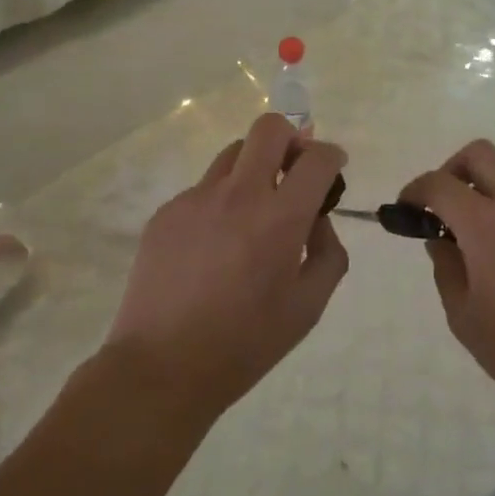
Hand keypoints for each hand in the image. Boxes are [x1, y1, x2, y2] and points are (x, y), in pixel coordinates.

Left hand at [104, 113, 348, 424]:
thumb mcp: (308, 307)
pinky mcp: (166, 212)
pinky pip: (203, 190)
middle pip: (269, 128)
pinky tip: (213, 247)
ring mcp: (196, 199)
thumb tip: (317, 221)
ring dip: (254, 167)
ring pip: (233, 153)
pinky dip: (220, 203)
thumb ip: (328, 254)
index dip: (332, 156)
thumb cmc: (245, 344)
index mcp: (280, 219)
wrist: (162, 367)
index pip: (317, 158)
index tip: (332, 168)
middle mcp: (238, 195)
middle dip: (291, 137)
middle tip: (294, 168)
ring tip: (252, 211)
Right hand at [401, 140, 494, 430]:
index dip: (415, 190)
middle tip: (442, 208)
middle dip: (451, 170)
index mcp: (486, 227)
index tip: (405, 210)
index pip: (440, 183)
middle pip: (480, 154)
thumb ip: (446, 268)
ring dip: (485, 183)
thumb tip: (441, 240)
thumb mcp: (464, 317)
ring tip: (476, 228)